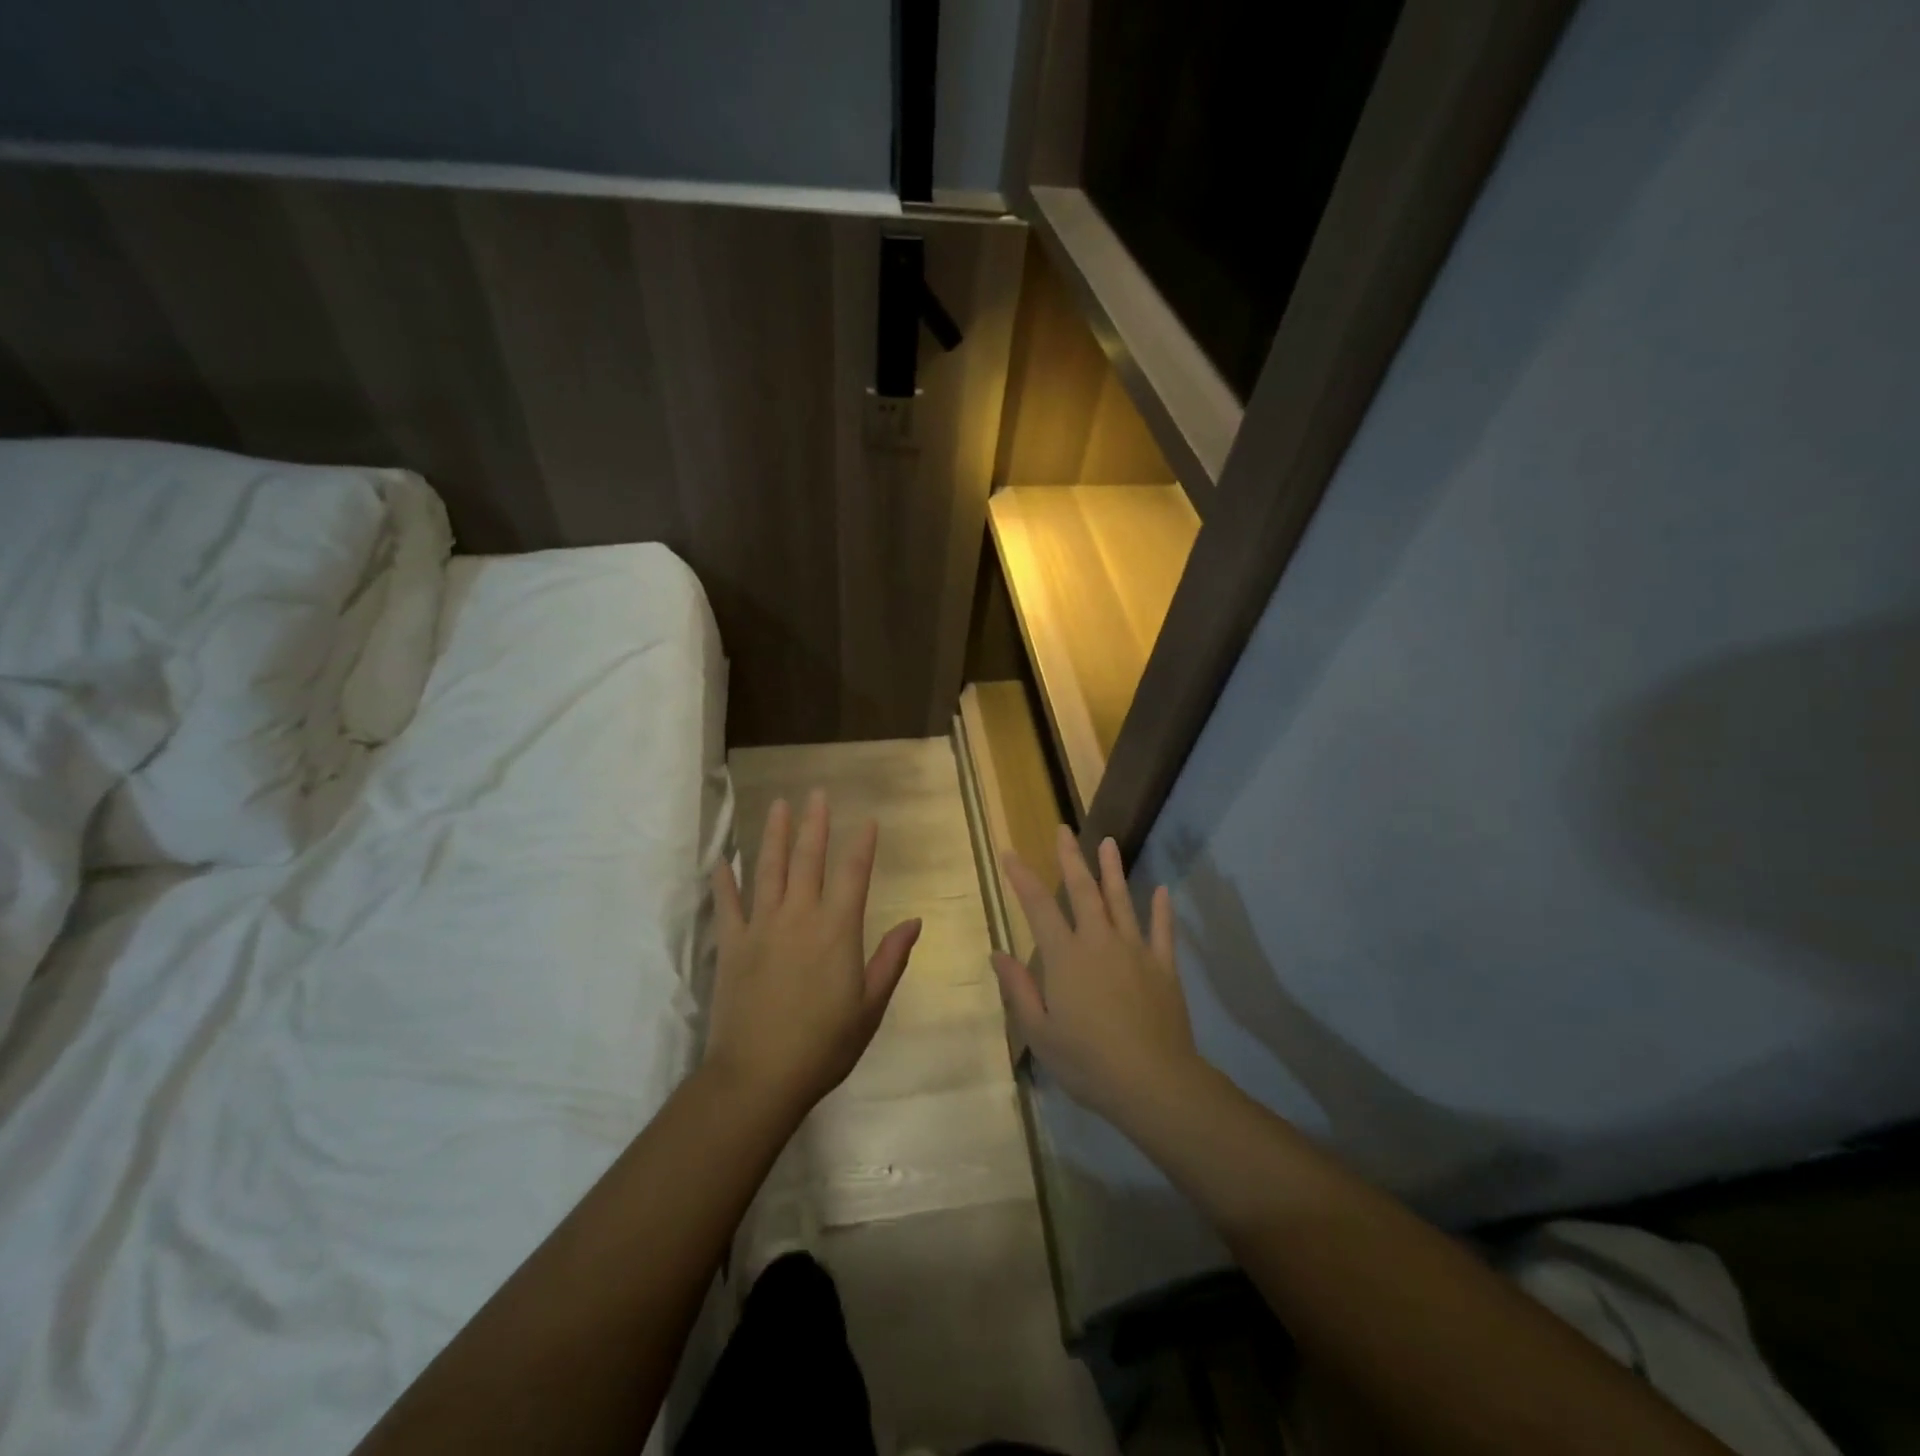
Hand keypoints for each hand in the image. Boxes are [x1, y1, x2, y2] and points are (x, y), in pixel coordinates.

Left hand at [706, 791, 920, 1114]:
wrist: (758, 1076)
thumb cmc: (824, 1045)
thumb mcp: (870, 1006)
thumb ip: (890, 959)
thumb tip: (914, 921)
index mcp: (837, 930)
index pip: (853, 874)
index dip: (862, 844)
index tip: (867, 819)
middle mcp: (799, 916)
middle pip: (809, 859)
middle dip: (815, 824)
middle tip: (816, 793)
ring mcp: (761, 927)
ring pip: (768, 869)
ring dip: (775, 835)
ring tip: (779, 805)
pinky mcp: (731, 944)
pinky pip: (727, 904)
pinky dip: (724, 880)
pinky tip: (722, 860)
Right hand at [993, 827, 1201, 1125]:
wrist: (1153, 1082)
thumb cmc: (1087, 1061)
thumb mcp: (1039, 1031)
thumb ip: (1018, 989)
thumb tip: (996, 953)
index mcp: (1065, 956)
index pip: (1038, 906)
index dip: (1022, 877)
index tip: (1009, 853)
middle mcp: (1099, 942)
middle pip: (1083, 891)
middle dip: (1070, 857)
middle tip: (1063, 828)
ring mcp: (1135, 951)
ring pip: (1121, 900)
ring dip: (1113, 870)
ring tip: (1108, 842)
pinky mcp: (1163, 967)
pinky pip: (1163, 931)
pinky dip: (1162, 910)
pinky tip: (1161, 890)